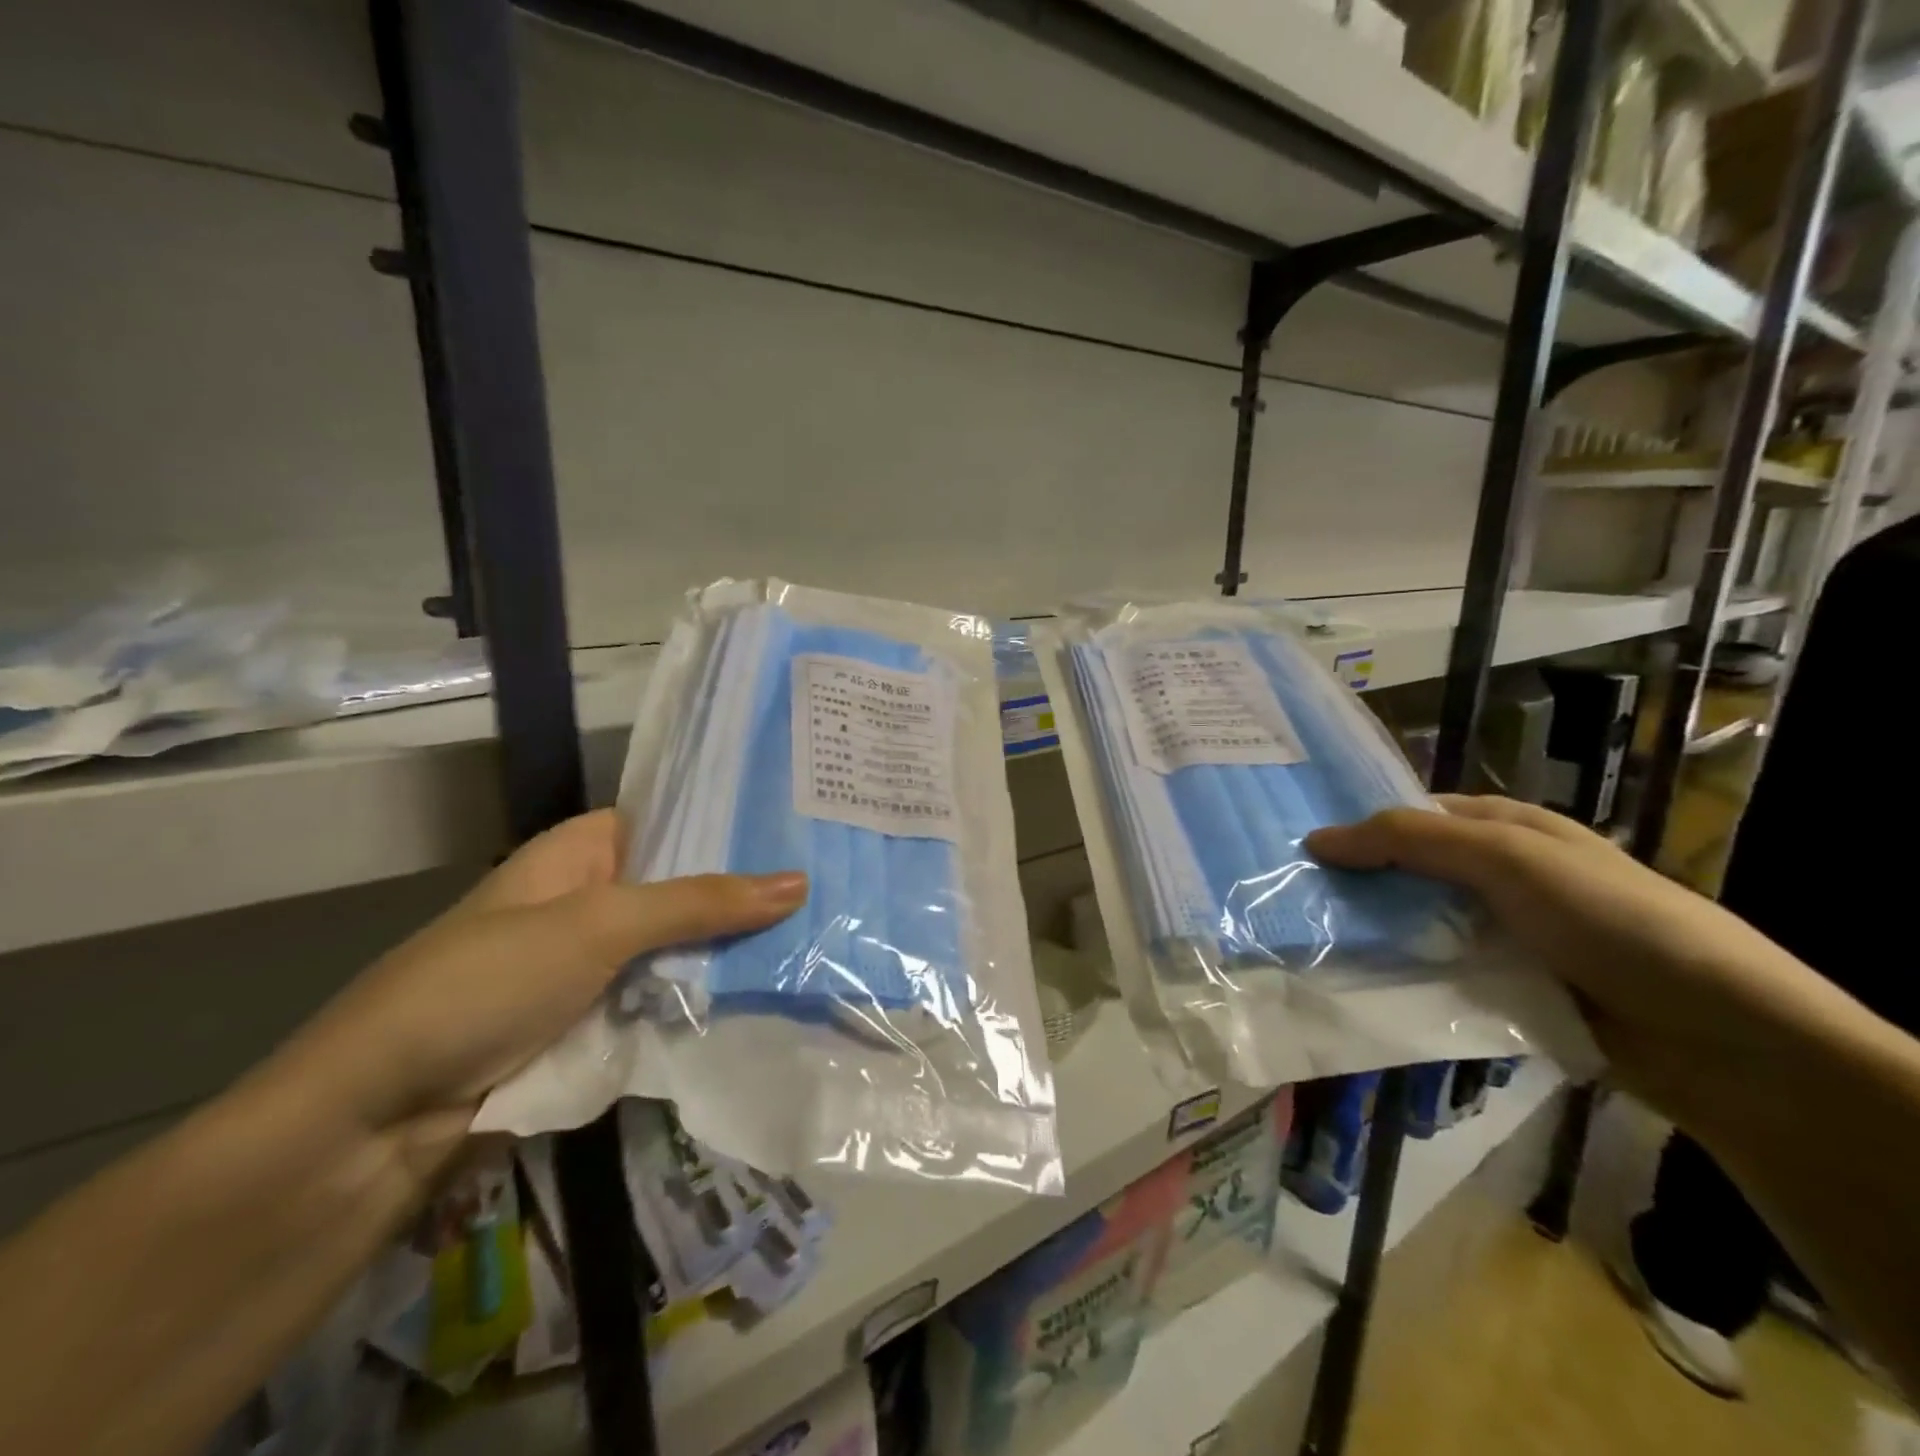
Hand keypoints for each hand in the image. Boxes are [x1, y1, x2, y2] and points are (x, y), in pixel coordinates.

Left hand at [272, 809, 805, 1174]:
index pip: (672, 818)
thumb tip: (800, 882)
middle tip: (831, 880)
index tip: (802, 824)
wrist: (376, 1120)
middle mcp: (591, 899)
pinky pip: (665, 996)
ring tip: (821, 931)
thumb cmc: (484, 986)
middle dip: (746, 890)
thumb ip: (700, 903)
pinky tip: (773, 989)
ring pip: (680, 946)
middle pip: (684, 886)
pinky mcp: (596, 1021)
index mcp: (580, 852)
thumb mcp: (599, 926)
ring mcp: (593, 965)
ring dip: (735, 948)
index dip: (732, 820)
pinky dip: (707, 996)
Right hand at [1306, 796, 1851, 1120]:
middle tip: (1291, 897)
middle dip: (1359, 883)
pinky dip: (1406, 978)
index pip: (1415, 817)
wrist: (1720, 1036)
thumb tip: (1315, 838)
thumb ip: (1411, 840)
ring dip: (1376, 934)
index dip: (1361, 825)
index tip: (1300, 847)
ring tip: (1308, 943)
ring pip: (1421, 925)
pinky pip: (1442, 975)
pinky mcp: (1510, 991)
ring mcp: (1507, 937)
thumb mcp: (1509, 858)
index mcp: (1508, 831)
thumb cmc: (1611, 919)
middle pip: (1412, 872)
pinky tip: (1360, 985)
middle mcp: (1503, 878)